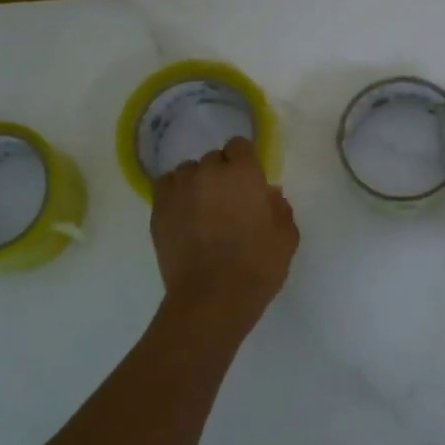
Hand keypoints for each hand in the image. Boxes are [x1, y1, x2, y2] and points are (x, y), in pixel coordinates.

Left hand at [151, 137, 298, 332]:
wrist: (212, 298)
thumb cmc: (257, 267)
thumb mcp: (286, 237)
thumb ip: (280, 208)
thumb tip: (269, 194)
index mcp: (242, 173)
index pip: (239, 146)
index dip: (245, 163)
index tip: (249, 184)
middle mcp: (207, 172)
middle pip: (214, 159)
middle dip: (222, 175)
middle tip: (228, 203)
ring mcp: (179, 189)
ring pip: (188, 172)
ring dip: (197, 184)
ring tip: (203, 210)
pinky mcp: (158, 209)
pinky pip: (166, 187)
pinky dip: (175, 195)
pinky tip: (183, 215)